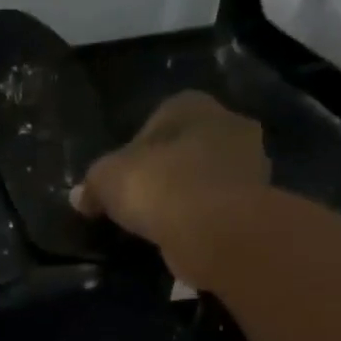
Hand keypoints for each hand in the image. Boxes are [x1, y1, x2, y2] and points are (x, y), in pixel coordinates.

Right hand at [71, 92, 270, 247]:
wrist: (215, 227)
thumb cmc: (158, 185)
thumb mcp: (105, 180)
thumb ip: (92, 185)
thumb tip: (80, 197)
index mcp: (191, 105)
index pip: (159, 119)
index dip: (136, 148)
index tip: (122, 178)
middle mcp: (228, 123)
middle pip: (187, 146)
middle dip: (166, 169)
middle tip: (139, 200)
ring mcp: (251, 162)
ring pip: (207, 176)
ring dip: (187, 194)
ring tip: (159, 223)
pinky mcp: (260, 200)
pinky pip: (221, 205)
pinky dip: (203, 218)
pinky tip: (181, 236)